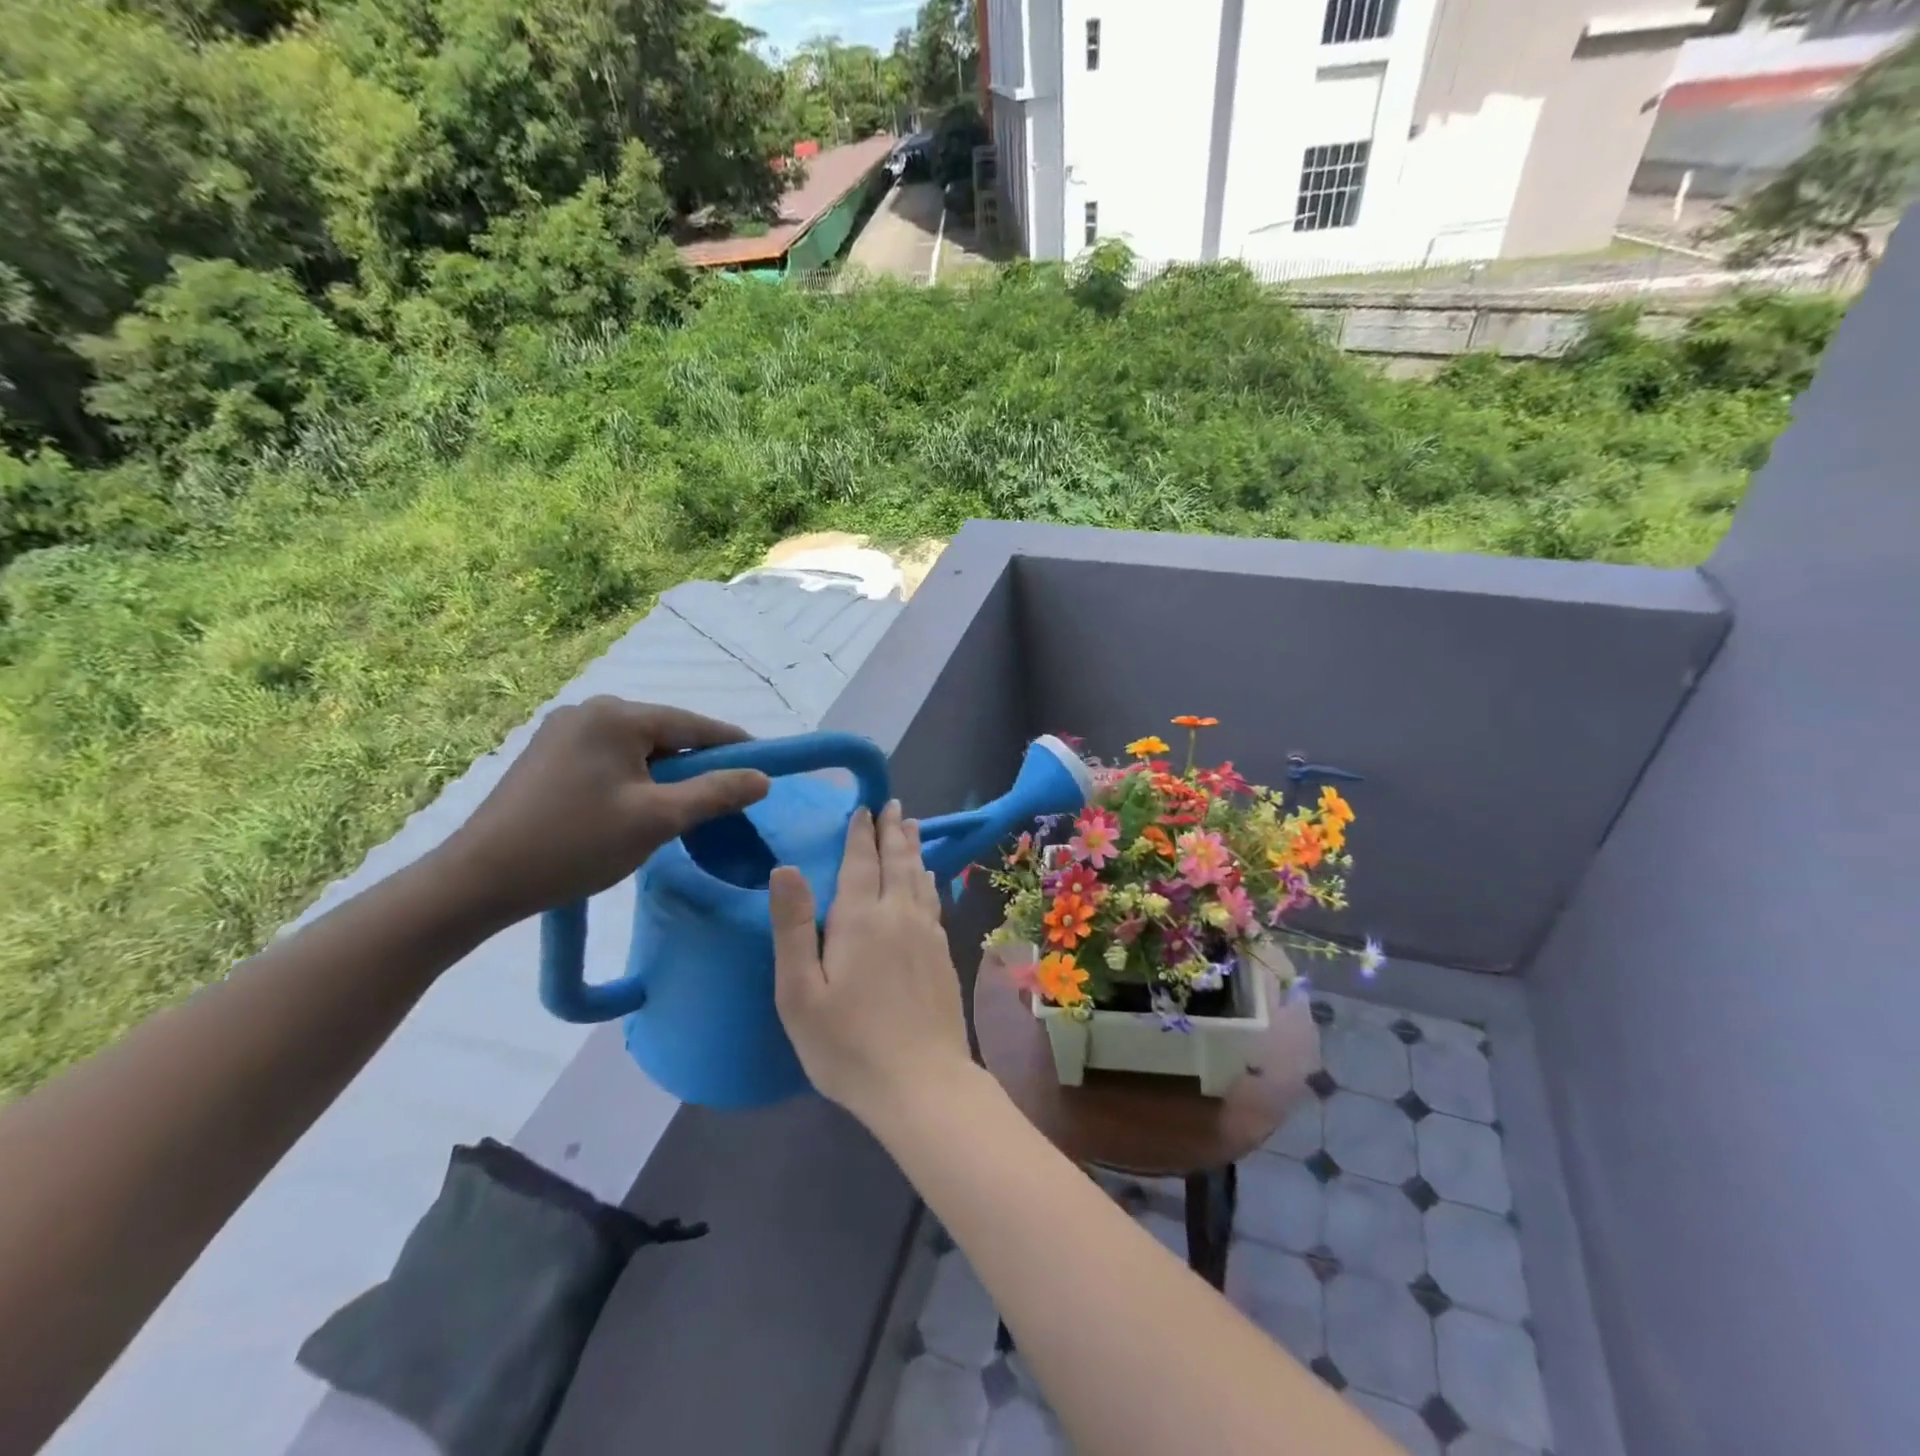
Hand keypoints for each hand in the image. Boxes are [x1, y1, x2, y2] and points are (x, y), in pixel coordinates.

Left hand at [439, 697, 769, 927]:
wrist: (478, 881)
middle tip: (721, 802)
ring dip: (664, 776)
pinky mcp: (547, 755)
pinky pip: (610, 759)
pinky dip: (634, 780)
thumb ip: (716, 794)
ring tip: (676, 813)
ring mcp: (563, 731)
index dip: (735, 746)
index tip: (767, 765)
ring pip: (638, 750)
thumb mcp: (657, 820)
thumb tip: (763, 778)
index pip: (694, 725)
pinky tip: (634, 810)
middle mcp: (589, 711)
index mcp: (616, 716)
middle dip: (695, 766)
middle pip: (665, 735)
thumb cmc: (575, 845)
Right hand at [770, 802, 973, 1124]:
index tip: (863, 808)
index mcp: (860, 919)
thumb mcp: (800, 992)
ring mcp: (927, 934)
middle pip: (896, 862)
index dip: (860, 834)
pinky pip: (934, 901)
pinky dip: (929, 881)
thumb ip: (793, 926)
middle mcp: (898, 915)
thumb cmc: (847, 1044)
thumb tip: (785, 867)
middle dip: (892, 831)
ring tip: (912, 827)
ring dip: (914, 849)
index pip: (860, 862)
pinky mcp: (944, 956)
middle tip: (893, 805)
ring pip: (920, 878)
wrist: (921, 1083)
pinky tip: (930, 880)